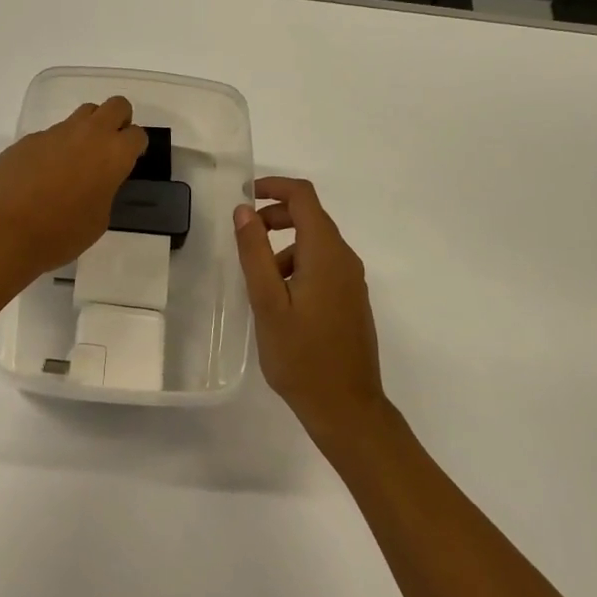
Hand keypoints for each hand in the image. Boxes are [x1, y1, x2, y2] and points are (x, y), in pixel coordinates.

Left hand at [0, 96, 147, 281]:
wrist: (4, 233)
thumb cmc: (61, 234)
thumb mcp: (99, 219)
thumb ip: (104, 189)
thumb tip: (95, 180)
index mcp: (113, 154)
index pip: (137, 134)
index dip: (135, 147)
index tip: (128, 162)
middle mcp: (87, 134)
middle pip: (115, 106)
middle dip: (118, 120)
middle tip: (109, 147)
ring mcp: (54, 133)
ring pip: (81, 115)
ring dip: (85, 131)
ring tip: (74, 162)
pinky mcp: (27, 139)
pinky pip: (50, 136)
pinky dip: (53, 149)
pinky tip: (40, 177)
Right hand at [233, 177, 389, 447]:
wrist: (347, 408)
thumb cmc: (301, 356)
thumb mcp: (267, 303)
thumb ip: (255, 252)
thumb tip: (245, 209)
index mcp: (326, 253)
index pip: (303, 197)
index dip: (274, 187)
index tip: (245, 196)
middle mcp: (345, 259)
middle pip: (311, 216)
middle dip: (275, 216)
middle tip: (245, 237)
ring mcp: (352, 280)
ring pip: (316, 243)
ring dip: (284, 245)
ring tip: (257, 280)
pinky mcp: (352, 299)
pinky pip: (323, 265)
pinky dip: (297, 264)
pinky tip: (279, 300)